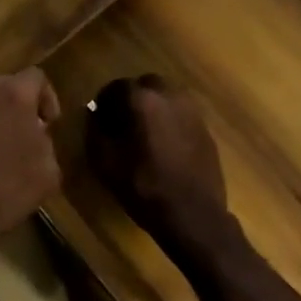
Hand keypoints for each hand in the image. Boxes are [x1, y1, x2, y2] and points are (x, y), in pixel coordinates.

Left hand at [0, 69, 62, 262]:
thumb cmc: (4, 192)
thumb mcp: (48, 171)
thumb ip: (45, 140)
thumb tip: (35, 133)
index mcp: (12, 94)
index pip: (36, 77)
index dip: (47, 98)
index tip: (47, 124)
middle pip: (5, 86)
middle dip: (17, 106)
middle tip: (23, 136)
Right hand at [85, 75, 229, 250]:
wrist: (193, 215)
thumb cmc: (144, 186)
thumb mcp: (105, 161)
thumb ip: (95, 131)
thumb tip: (94, 115)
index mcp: (142, 99)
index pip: (116, 86)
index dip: (104, 102)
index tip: (99, 120)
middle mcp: (169, 96)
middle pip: (145, 85)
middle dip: (131, 99)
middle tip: (122, 123)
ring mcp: (192, 111)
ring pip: (166, 97)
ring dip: (152, 108)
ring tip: (144, 133)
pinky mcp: (205, 128)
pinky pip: (181, 114)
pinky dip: (170, 121)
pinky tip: (164, 145)